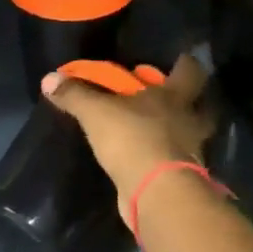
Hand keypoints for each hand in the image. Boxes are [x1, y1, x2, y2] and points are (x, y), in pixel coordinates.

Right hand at [41, 54, 215, 219]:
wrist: (155, 192)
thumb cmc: (133, 138)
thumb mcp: (96, 112)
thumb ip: (75, 95)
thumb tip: (49, 78)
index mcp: (174, 97)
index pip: (190, 72)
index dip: (187, 65)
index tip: (181, 59)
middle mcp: (188, 121)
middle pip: (203, 107)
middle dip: (192, 103)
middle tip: (174, 100)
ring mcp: (190, 152)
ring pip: (193, 137)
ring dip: (180, 133)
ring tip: (161, 133)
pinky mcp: (182, 179)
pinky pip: (176, 162)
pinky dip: (166, 160)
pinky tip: (151, 160)